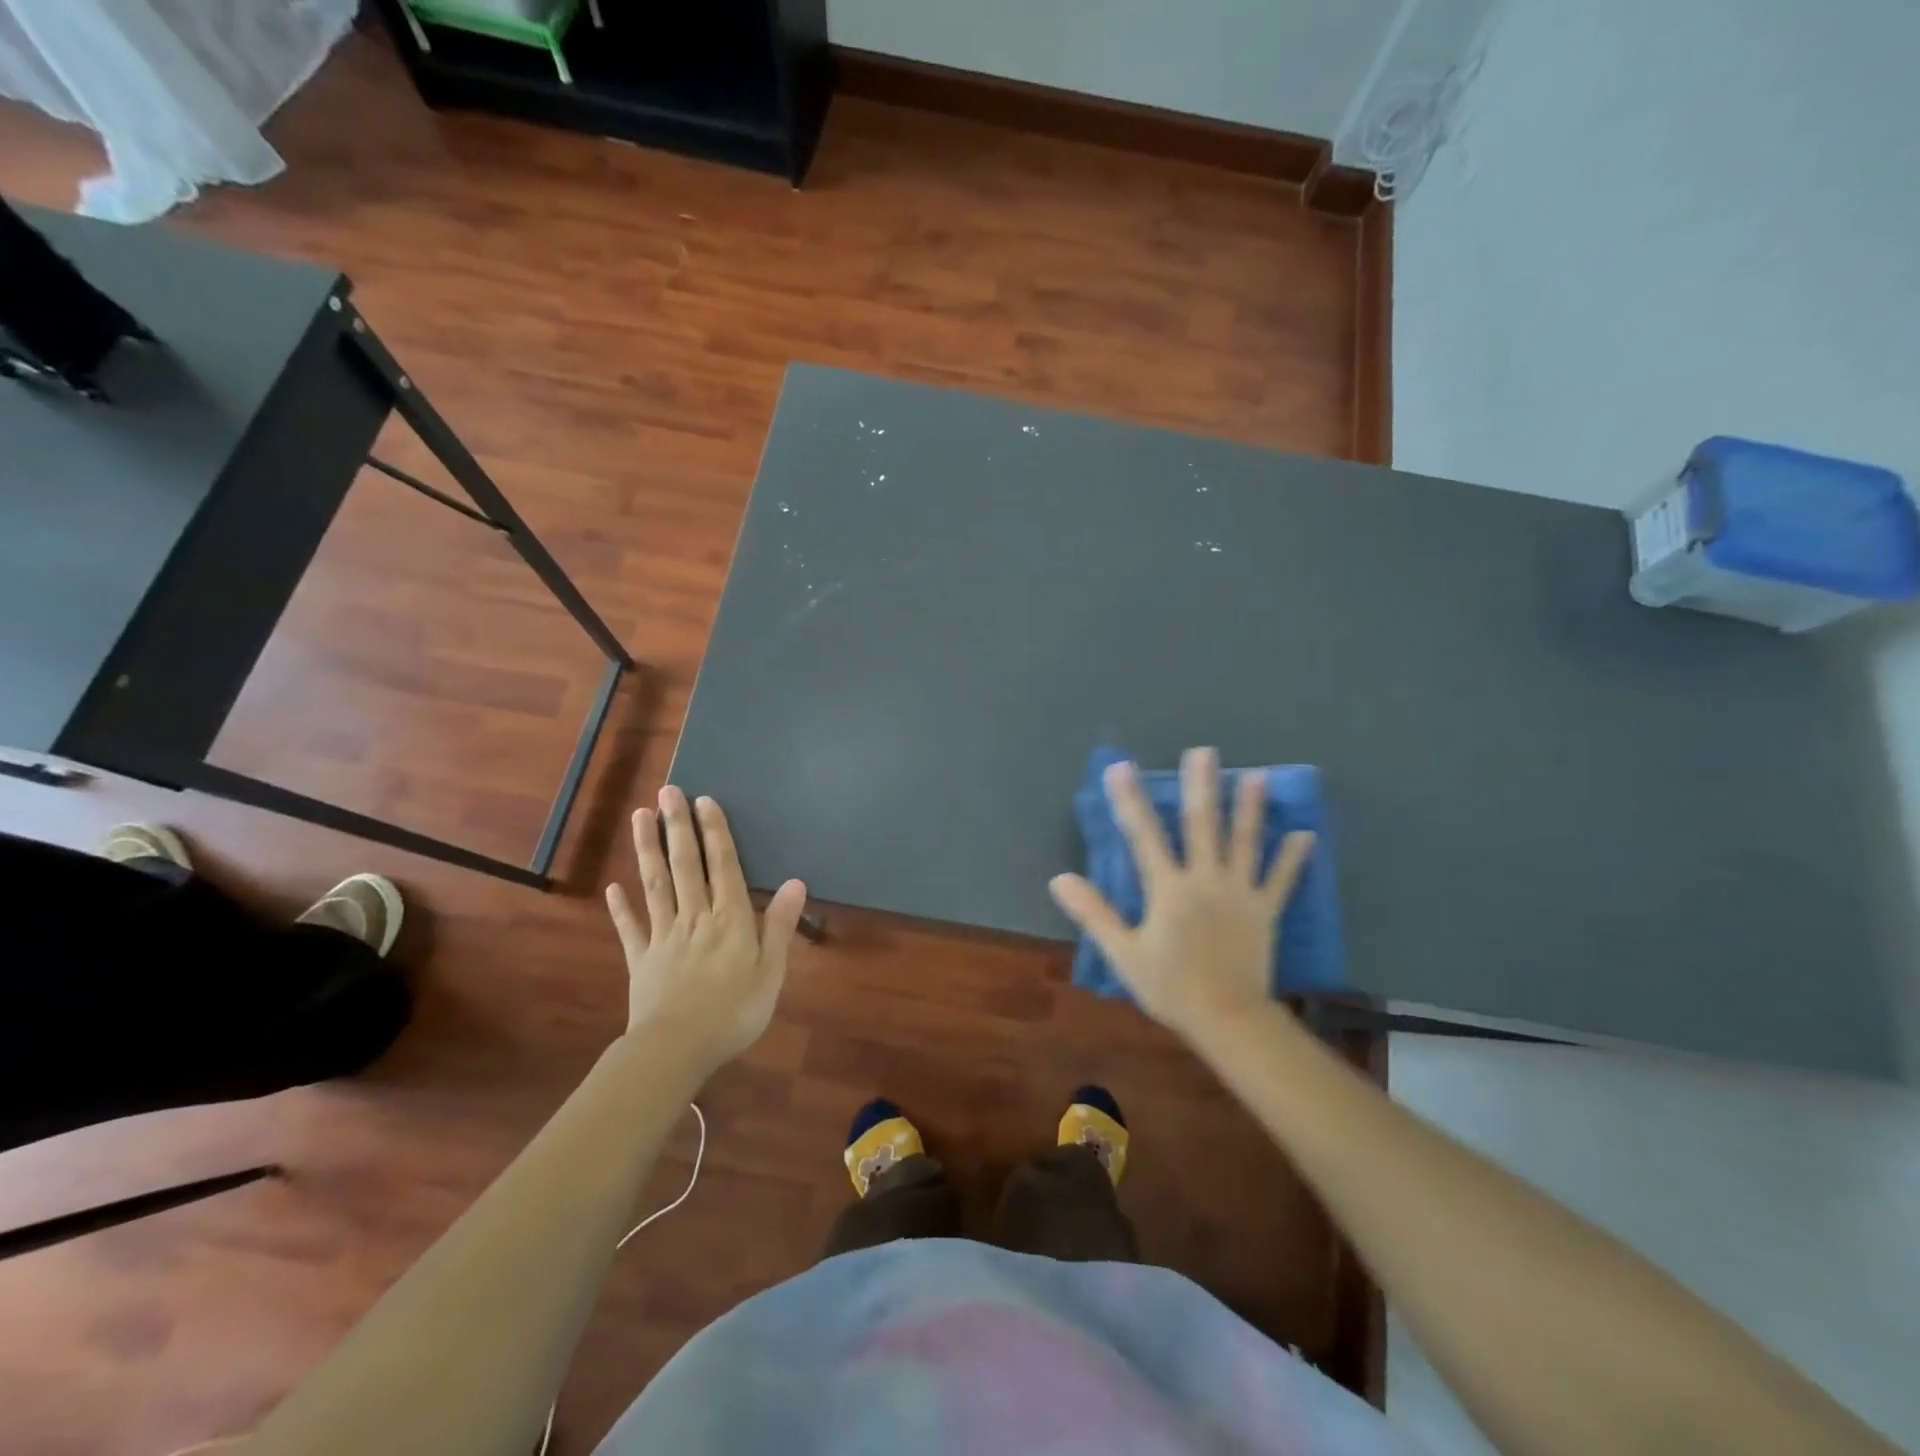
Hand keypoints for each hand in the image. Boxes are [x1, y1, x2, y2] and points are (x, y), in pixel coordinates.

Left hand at [605, 785, 806, 1075]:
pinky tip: (613, 886)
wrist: (675, 1051)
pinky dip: (621, 906)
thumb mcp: (771, 972)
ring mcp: (663, 936)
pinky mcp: (640, 960)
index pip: (722, 866)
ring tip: (640, 817)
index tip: (704, 801)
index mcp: (729, 920)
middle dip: (677, 827)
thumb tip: (796, 881)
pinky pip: (630, 928)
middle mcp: (695, 917)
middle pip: (684, 865)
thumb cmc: (733, 1013)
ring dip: (647, 850)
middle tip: (667, 792)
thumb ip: (780, 925)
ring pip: (655, 885)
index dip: (714, 832)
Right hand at [1049, 747, 1314, 1046]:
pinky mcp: (1265, 910)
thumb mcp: (1123, 952)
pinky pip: (1280, 880)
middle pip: (1202, 825)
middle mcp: (1205, 880)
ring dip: (1250, 809)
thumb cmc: (1170, 987)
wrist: (1227, 1020)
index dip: (1130, 800)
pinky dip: (1292, 858)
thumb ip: (1094, 912)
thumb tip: (1060, 878)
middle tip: (1203, 752)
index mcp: (1168, 889)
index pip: (1144, 835)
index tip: (1120, 767)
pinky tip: (1306, 835)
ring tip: (1257, 776)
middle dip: (1201, 786)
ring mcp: (1240, 893)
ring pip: (1245, 843)